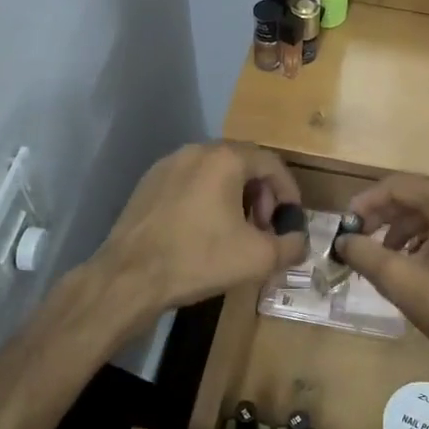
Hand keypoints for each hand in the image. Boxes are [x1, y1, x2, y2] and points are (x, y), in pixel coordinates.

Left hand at [95, 143, 306, 317]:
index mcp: (225, 158)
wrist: (128, 278)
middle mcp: (196, 151)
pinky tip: (203, 232)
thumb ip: (292, 245)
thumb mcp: (259, 258)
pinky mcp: (148, 183)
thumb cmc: (199, 259)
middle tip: (264, 229)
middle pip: (244, 164)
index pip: (272, 164)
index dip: (289, 192)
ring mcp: (168, 165)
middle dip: (262, 196)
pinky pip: (190, 183)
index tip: (290, 221)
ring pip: (216, 173)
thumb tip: (299, 241)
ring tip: (236, 232)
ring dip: (235, 198)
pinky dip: (207, 200)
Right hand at [337, 173, 428, 377]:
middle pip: (418, 195)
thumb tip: (342, 240)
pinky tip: (415, 262)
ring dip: (405, 228)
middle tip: (359, 239)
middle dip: (385, 216)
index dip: (366, 203)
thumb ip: (365, 254)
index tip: (345, 225)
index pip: (399, 186)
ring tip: (385, 256)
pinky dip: (428, 236)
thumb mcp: (402, 282)